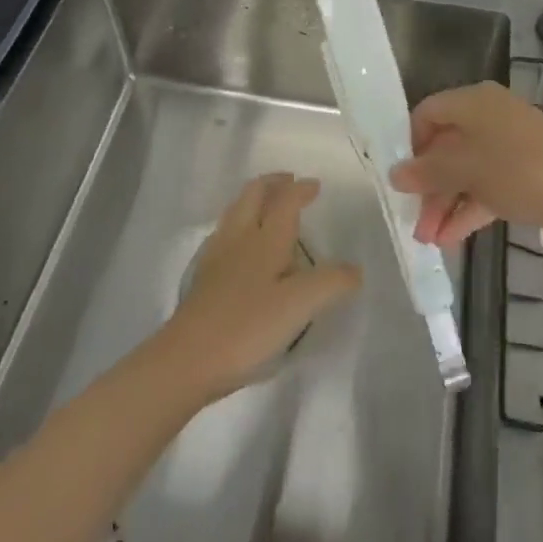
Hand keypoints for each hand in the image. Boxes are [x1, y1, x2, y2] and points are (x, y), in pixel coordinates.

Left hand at [155, 174, 360, 401]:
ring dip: (253, 199)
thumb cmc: (247, 326)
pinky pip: (224, 233)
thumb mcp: (299, 306)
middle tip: (289, 182)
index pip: (285, 200)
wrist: (187, 359)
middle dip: (273, 183)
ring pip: (235, 211)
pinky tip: (241, 244)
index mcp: (266, 238)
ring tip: (267, 205)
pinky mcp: (203, 277)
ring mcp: (217, 255)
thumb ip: (330, 283)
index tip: (315, 186)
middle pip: (253, 194)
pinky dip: (238, 224)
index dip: (301, 189)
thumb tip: (355, 270)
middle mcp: (240, 237)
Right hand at [389, 81, 542, 248]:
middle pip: (446, 145)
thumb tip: (395, 174)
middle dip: (427, 184)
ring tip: (426, 239)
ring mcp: (509, 146)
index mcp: (474, 101)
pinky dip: (468, 209)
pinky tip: (449, 239)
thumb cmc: (519, 171)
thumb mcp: (466, 169)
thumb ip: (427, 172)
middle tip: (412, 220)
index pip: (428, 112)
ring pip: (465, 170)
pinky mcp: (524, 174)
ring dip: (444, 202)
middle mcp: (490, 116)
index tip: (399, 177)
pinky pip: (486, 186)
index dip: (410, 143)